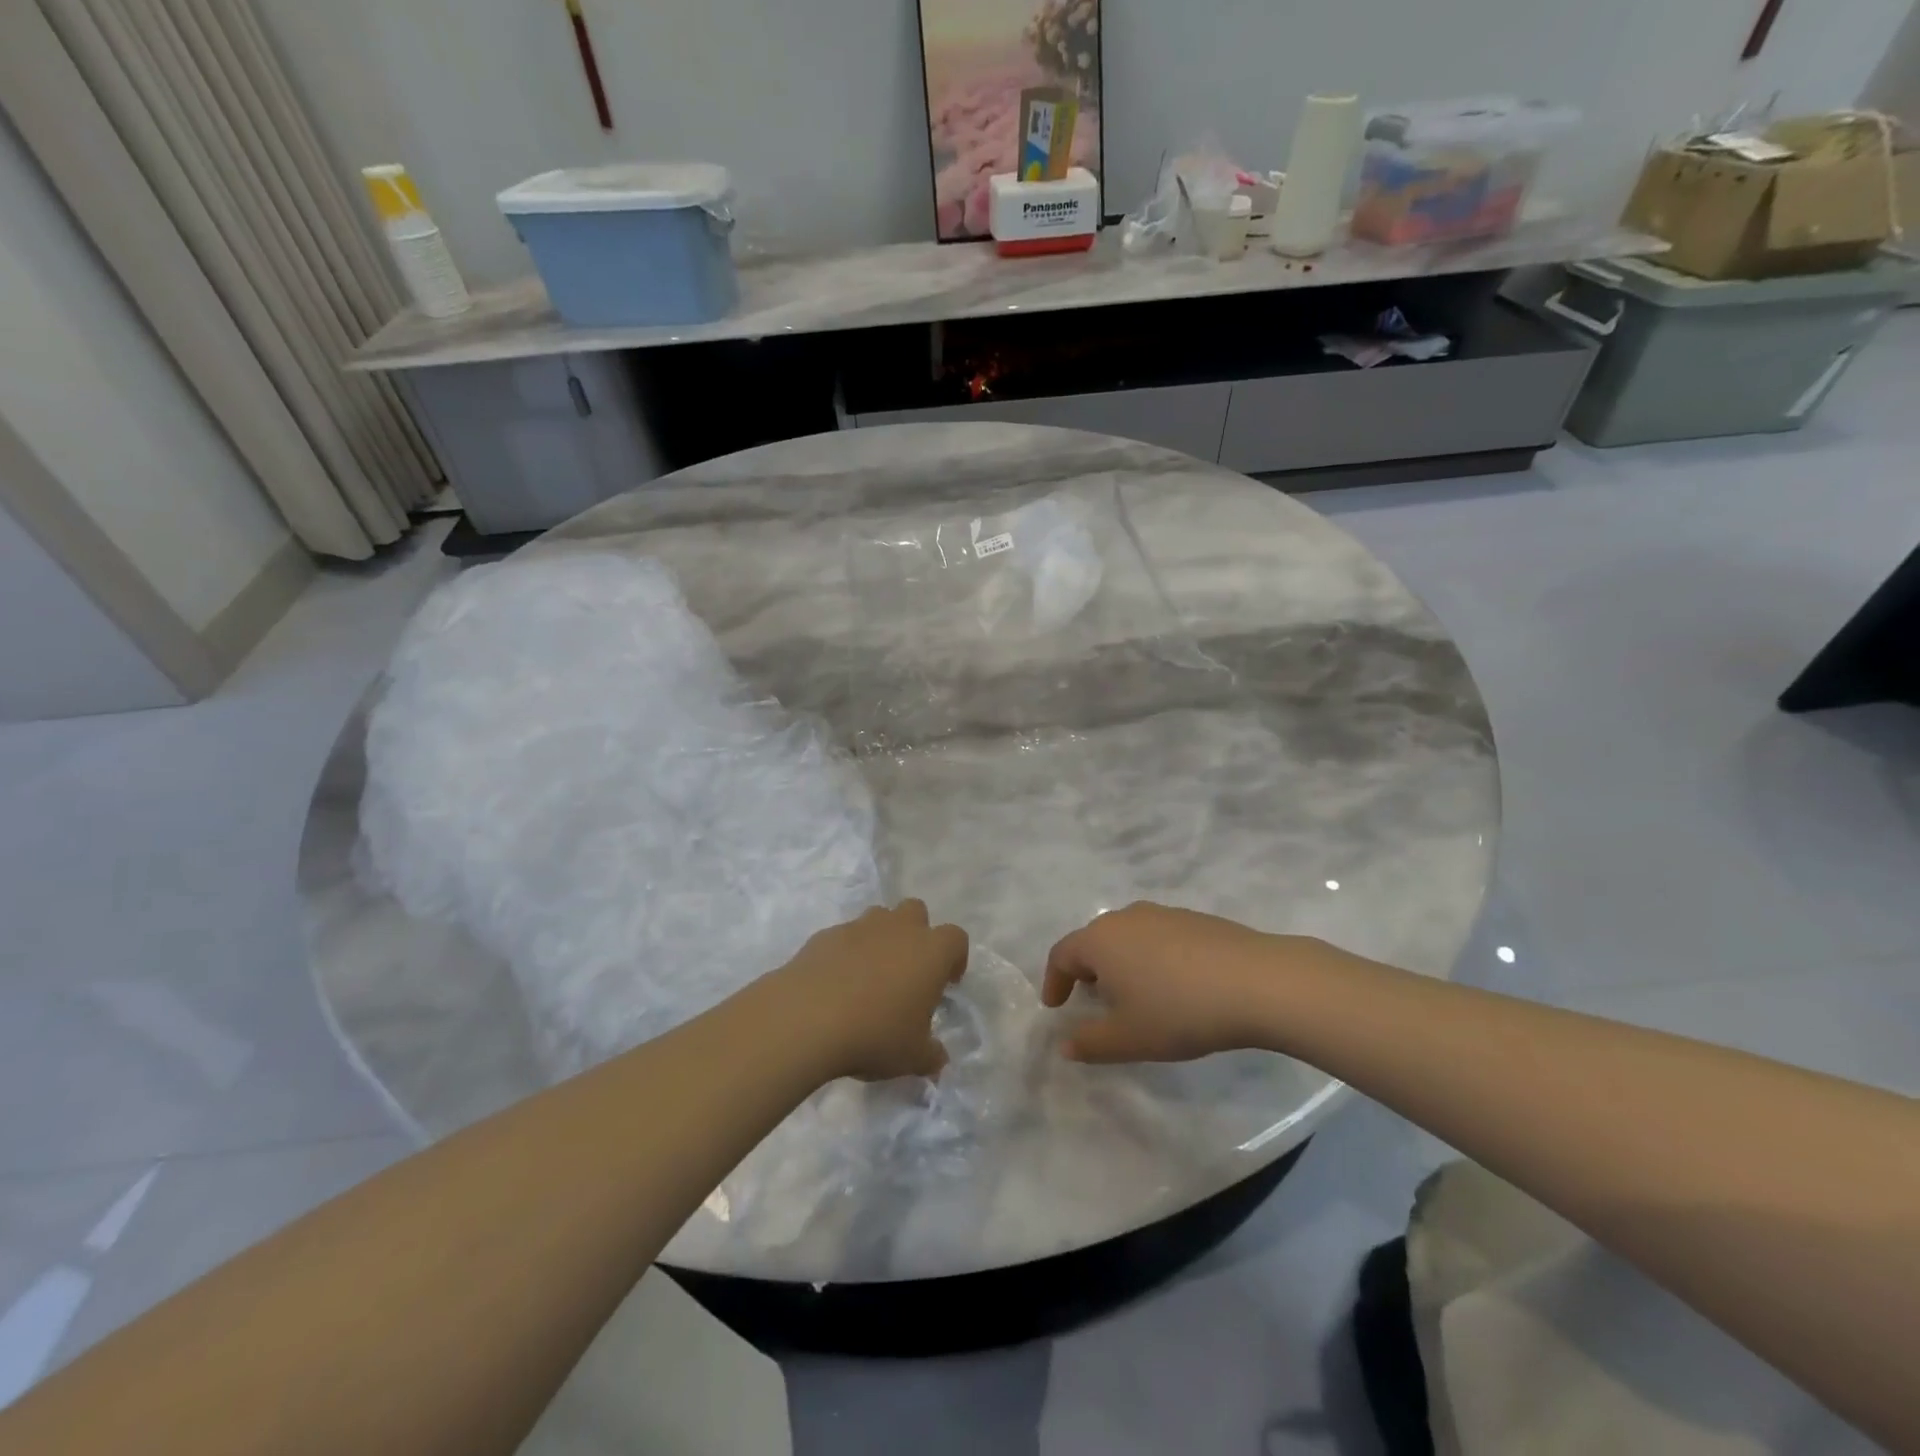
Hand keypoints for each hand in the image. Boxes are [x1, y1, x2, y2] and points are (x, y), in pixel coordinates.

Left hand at [771, 900, 968, 1082]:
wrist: (807, 1018)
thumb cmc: (875, 1034)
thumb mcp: (913, 1057)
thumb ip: (931, 1055)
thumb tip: (937, 1058)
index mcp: (931, 951)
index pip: (956, 939)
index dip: (954, 958)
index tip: (946, 984)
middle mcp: (899, 929)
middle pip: (916, 911)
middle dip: (916, 933)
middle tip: (908, 971)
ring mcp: (860, 927)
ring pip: (879, 917)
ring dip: (881, 938)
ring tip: (871, 976)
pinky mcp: (826, 935)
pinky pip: (845, 936)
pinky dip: (846, 952)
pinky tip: (836, 984)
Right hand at [1042, 903, 1320, 1062]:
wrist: (1256, 982)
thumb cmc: (1178, 1011)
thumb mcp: (1128, 1038)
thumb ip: (1090, 1043)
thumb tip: (1065, 1044)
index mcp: (1100, 940)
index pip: (1062, 955)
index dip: (1054, 982)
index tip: (1056, 1007)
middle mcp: (1126, 918)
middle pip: (1094, 941)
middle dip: (1088, 972)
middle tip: (1094, 1002)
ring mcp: (1163, 914)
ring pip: (1128, 937)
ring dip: (1122, 964)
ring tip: (1136, 995)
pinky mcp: (1194, 919)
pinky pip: (1158, 937)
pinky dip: (1153, 958)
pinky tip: (1175, 985)